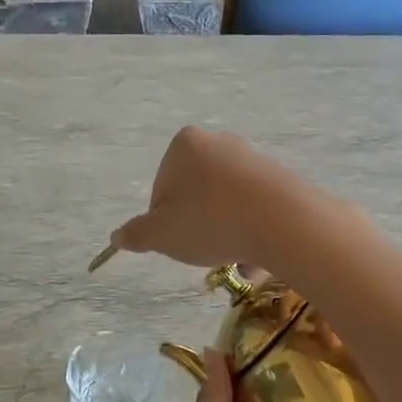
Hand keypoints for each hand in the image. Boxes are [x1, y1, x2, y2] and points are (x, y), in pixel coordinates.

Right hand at [109, 127, 308, 271]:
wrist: (284, 222)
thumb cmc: (210, 221)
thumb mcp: (161, 235)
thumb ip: (136, 234)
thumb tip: (117, 237)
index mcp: (185, 145)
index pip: (161, 189)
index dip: (164, 221)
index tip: (177, 240)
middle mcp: (219, 142)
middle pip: (195, 194)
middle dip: (198, 226)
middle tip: (205, 251)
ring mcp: (252, 158)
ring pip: (226, 204)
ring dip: (225, 233)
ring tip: (234, 260)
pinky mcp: (280, 177)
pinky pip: (254, 208)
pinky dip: (250, 230)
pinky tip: (256, 256)